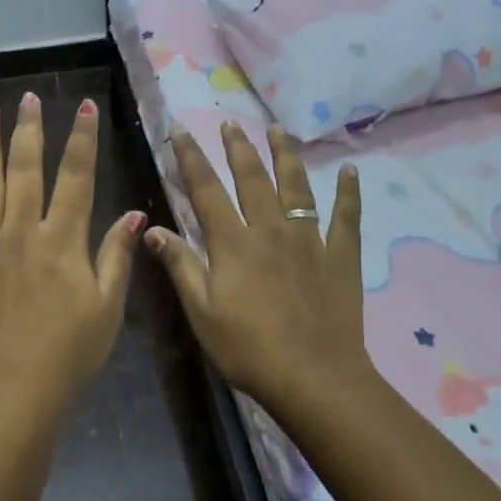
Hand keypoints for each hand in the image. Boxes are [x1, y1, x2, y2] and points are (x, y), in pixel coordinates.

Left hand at [0, 91, 143, 433]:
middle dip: (28, 130)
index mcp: (62, 239)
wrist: (14, 395)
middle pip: (25, 169)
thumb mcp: (108, 308)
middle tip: (26, 97)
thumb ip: (116, 256)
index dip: (82, 139)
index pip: (76, 176)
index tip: (85, 106)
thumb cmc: (71, 355)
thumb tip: (133, 214)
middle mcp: (21, 232)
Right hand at [149, 122, 372, 409]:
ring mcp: (309, 240)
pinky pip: (346, 217)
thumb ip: (179, 265)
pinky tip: (350, 171)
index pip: (206, 189)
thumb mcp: (201, 312)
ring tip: (278, 131)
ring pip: (296, 187)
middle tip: (229, 123)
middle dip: (238, 148)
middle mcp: (270, 230)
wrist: (314, 377)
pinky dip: (348, 193)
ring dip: (285, 156)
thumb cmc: (248, 349)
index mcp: (233, 243)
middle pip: (252, 178)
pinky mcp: (340, 257)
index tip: (180, 130)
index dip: (191, 158)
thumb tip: (150, 228)